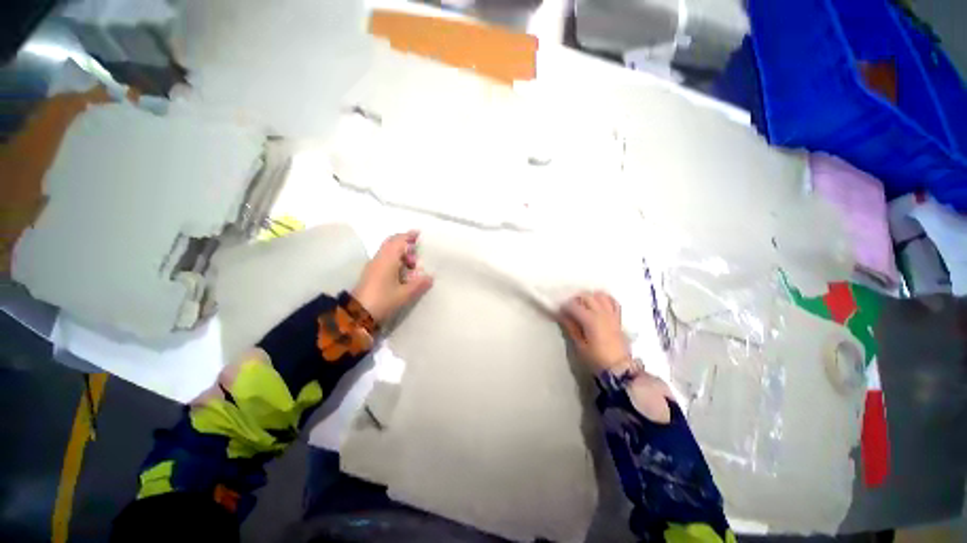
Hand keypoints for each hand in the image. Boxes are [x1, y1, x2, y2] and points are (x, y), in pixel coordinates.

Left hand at [352, 231, 433, 323]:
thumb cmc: (383, 300)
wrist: (357, 315)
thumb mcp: (405, 294)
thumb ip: (419, 284)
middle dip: (405, 244)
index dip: (409, 236)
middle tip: (417, 253)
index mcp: (387, 259)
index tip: (419, 234)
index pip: (399, 241)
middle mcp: (379, 259)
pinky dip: (395, 261)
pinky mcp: (371, 274)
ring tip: (413, 266)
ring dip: (400, 254)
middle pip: (391, 243)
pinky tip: (402, 273)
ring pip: (388, 252)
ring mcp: (373, 266)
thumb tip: (430, 276)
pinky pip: (385, 260)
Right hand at [558, 291, 630, 372]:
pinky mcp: (618, 318)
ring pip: (600, 296)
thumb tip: (563, 316)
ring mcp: (611, 314)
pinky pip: (613, 302)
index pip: (573, 305)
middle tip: (569, 309)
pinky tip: (599, 304)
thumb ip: (571, 327)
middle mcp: (602, 313)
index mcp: (590, 320)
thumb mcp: (580, 345)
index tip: (559, 312)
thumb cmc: (596, 359)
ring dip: (590, 297)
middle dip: (576, 300)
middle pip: (586, 296)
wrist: (619, 369)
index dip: (564, 307)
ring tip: (584, 305)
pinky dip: (605, 299)